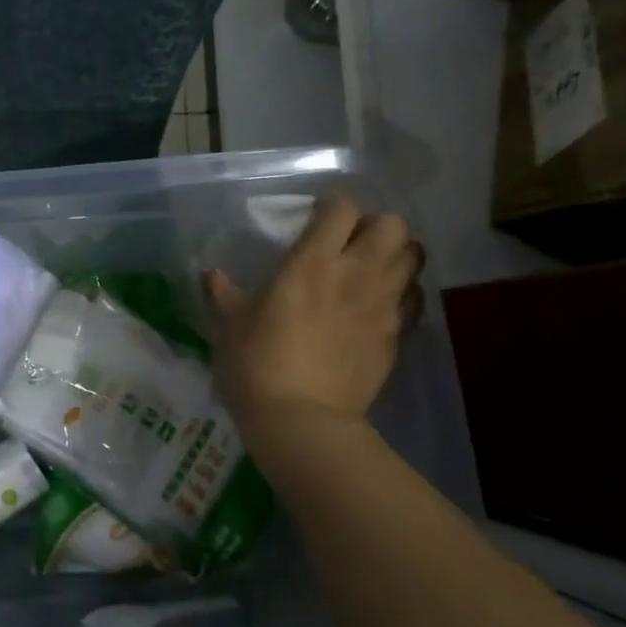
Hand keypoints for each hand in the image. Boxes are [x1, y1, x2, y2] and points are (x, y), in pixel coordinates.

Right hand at [203, 195, 421, 426]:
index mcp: (312, 263)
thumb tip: (210, 275)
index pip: (342, 208)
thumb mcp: (229, 325)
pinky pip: (415, 298)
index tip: (316, 216)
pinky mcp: (398, 336)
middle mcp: (356, 274)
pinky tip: (380, 305)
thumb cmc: (257, 364)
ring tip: (371, 268)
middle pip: (393, 224)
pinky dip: (403, 292)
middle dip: (375, 225)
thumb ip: (222, 293)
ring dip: (395, 254)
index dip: (332, 205)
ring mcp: (383, 305)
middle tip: (351, 243)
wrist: (302, 421)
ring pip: (413, 256)